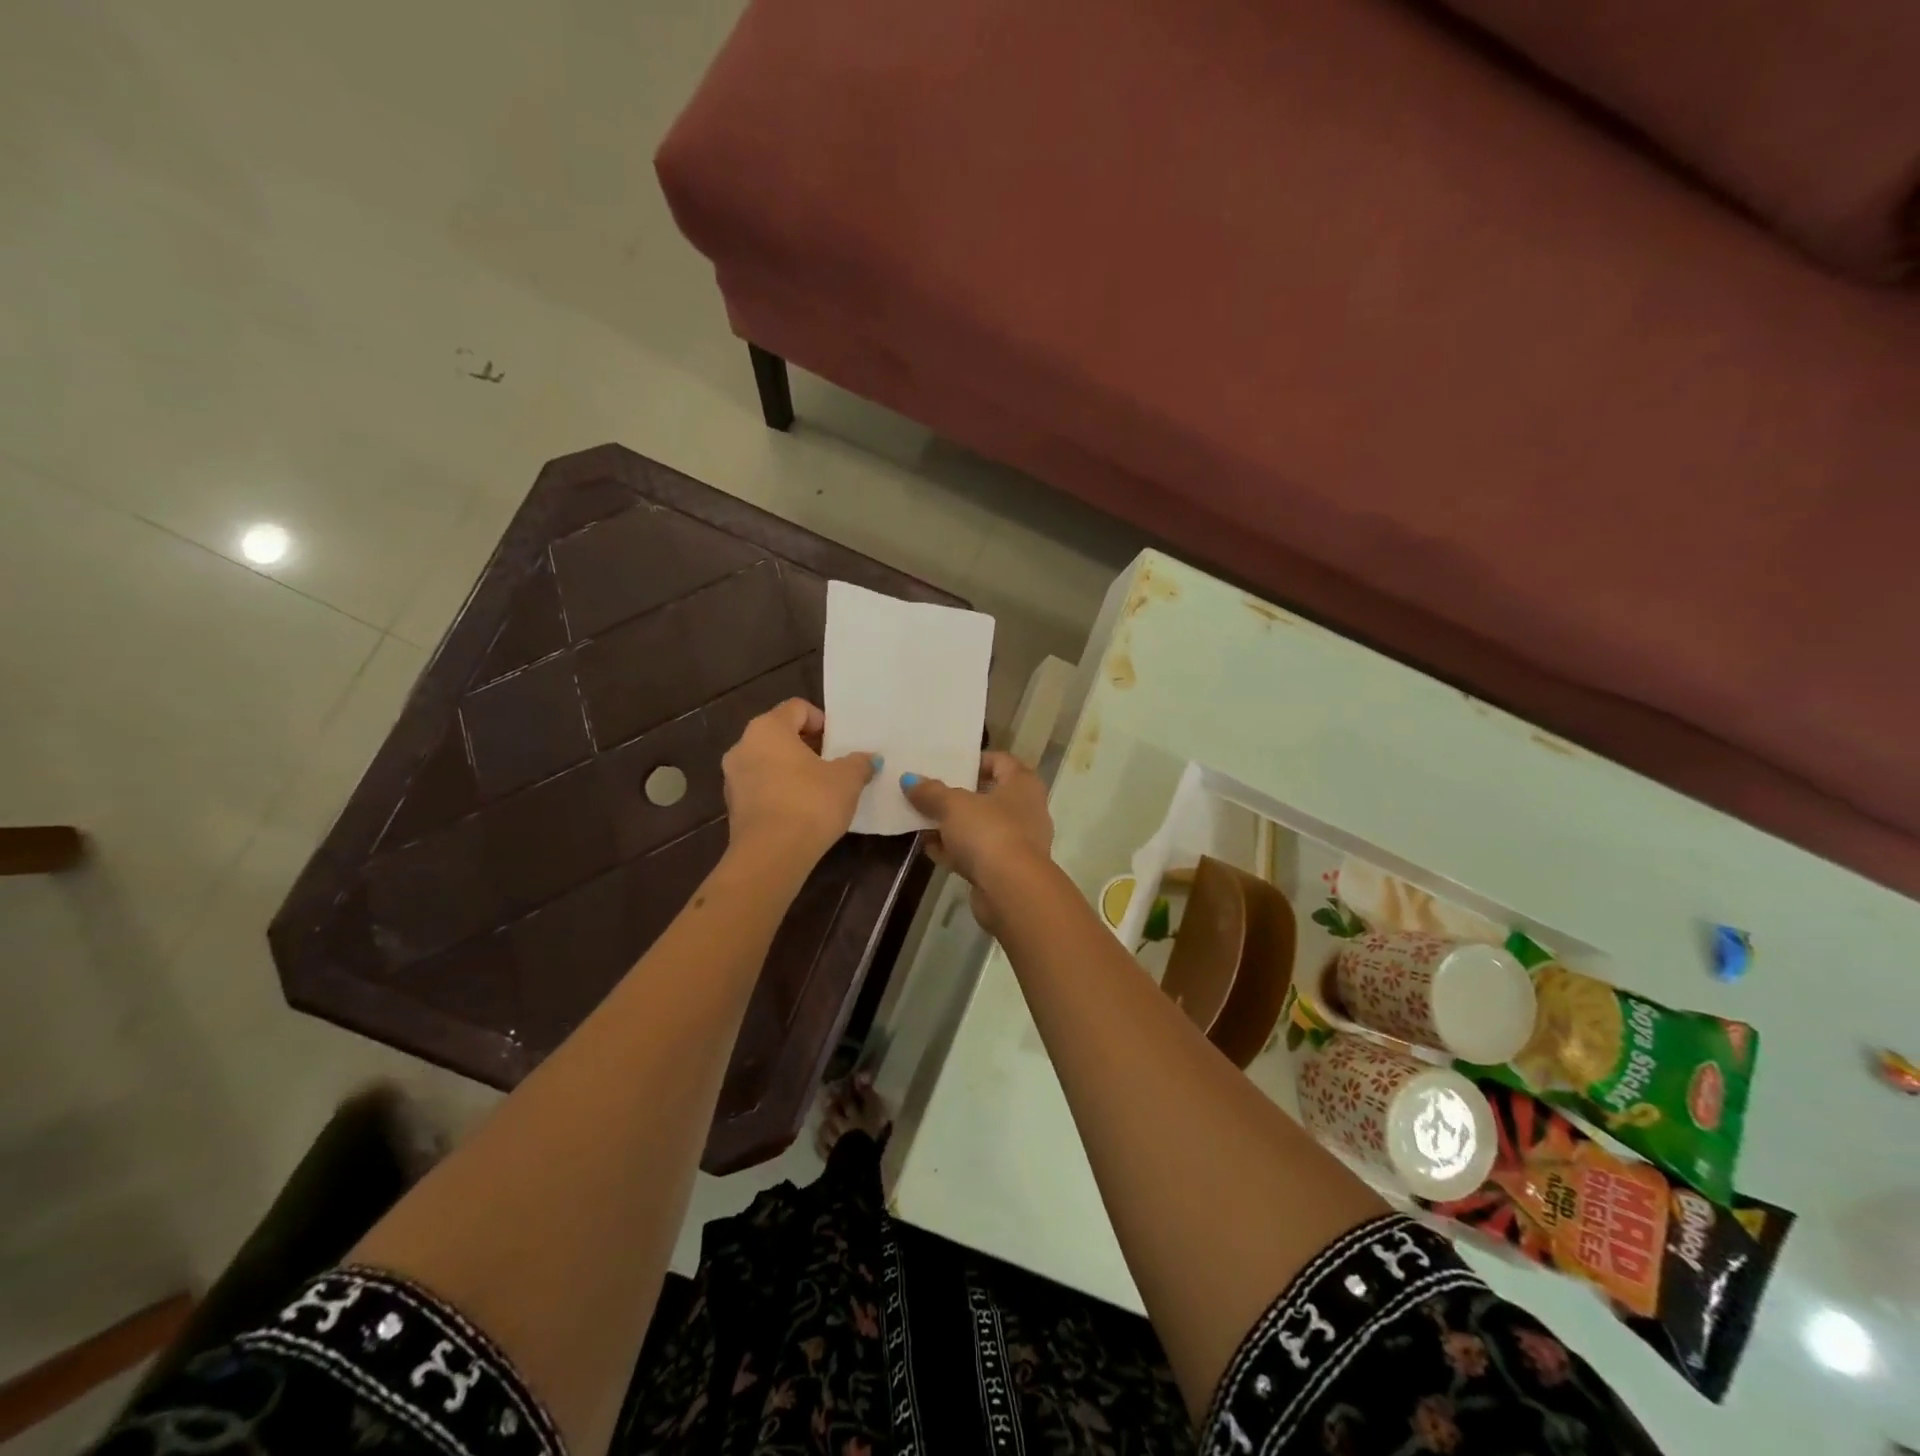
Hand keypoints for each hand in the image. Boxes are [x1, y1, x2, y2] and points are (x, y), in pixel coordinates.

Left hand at [722, 700, 876, 867]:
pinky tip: (800, 811)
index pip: (796, 708)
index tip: (838, 743)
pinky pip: (760, 787)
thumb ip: (859, 763)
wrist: (771, 855)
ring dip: (791, 770)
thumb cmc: (810, 803)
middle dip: (806, 746)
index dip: (821, 720)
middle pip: (779, 734)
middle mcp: (743, 745)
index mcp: (768, 728)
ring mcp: (732, 777)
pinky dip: (779, 791)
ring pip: (767, 762)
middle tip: (831, 764)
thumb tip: (869, 758)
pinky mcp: (733, 806)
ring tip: (818, 790)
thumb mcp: (847, 780)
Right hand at [900, 753, 1053, 930]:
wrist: (1012, 890)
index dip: (975, 760)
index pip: (1001, 761)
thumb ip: (930, 792)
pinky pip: (977, 853)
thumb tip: (909, 779)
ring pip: (980, 827)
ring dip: (952, 826)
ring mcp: (1017, 842)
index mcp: (1022, 784)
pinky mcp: (1006, 870)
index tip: (948, 765)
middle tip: (928, 793)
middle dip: (956, 796)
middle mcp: (1026, 810)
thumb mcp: (953, 805)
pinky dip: (956, 850)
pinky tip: (930, 849)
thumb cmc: (988, 832)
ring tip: (921, 821)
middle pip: (988, 796)